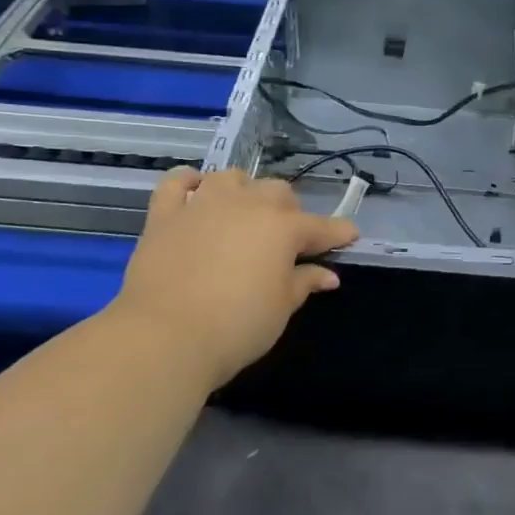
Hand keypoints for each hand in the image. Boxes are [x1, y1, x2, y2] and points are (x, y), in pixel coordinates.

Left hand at [110, 168, 358, 385]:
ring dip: (244, 191)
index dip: (338, 233)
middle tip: (287, 240)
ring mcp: (203, 204)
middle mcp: (246, 205)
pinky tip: (196, 192)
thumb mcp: (281, 309)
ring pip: (232, 178)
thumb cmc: (236, 326)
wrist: (164, 337)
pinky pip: (177, 182)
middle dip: (289, 211)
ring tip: (243, 213)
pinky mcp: (165, 214)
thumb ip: (304, 283)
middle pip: (277, 192)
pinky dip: (189, 182)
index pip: (320, 227)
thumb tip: (328, 274)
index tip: (350, 237)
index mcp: (282, 228)